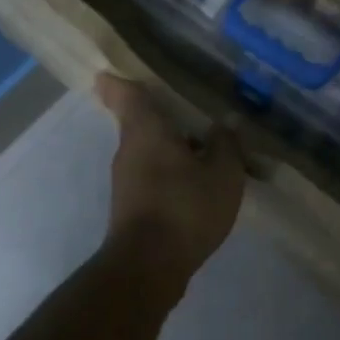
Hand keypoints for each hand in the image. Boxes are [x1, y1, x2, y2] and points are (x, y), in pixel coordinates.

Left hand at [95, 73, 245, 284]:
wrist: (148, 268)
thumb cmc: (185, 208)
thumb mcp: (223, 174)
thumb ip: (226, 144)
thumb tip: (226, 123)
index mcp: (147, 130)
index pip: (125, 94)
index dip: (118, 80)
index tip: (113, 71)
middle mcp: (129, 149)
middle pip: (139, 122)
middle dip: (161, 116)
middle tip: (190, 110)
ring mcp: (126, 180)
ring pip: (147, 150)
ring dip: (170, 147)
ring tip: (204, 148)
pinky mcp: (130, 206)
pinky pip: (151, 175)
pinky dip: (170, 172)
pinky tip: (196, 184)